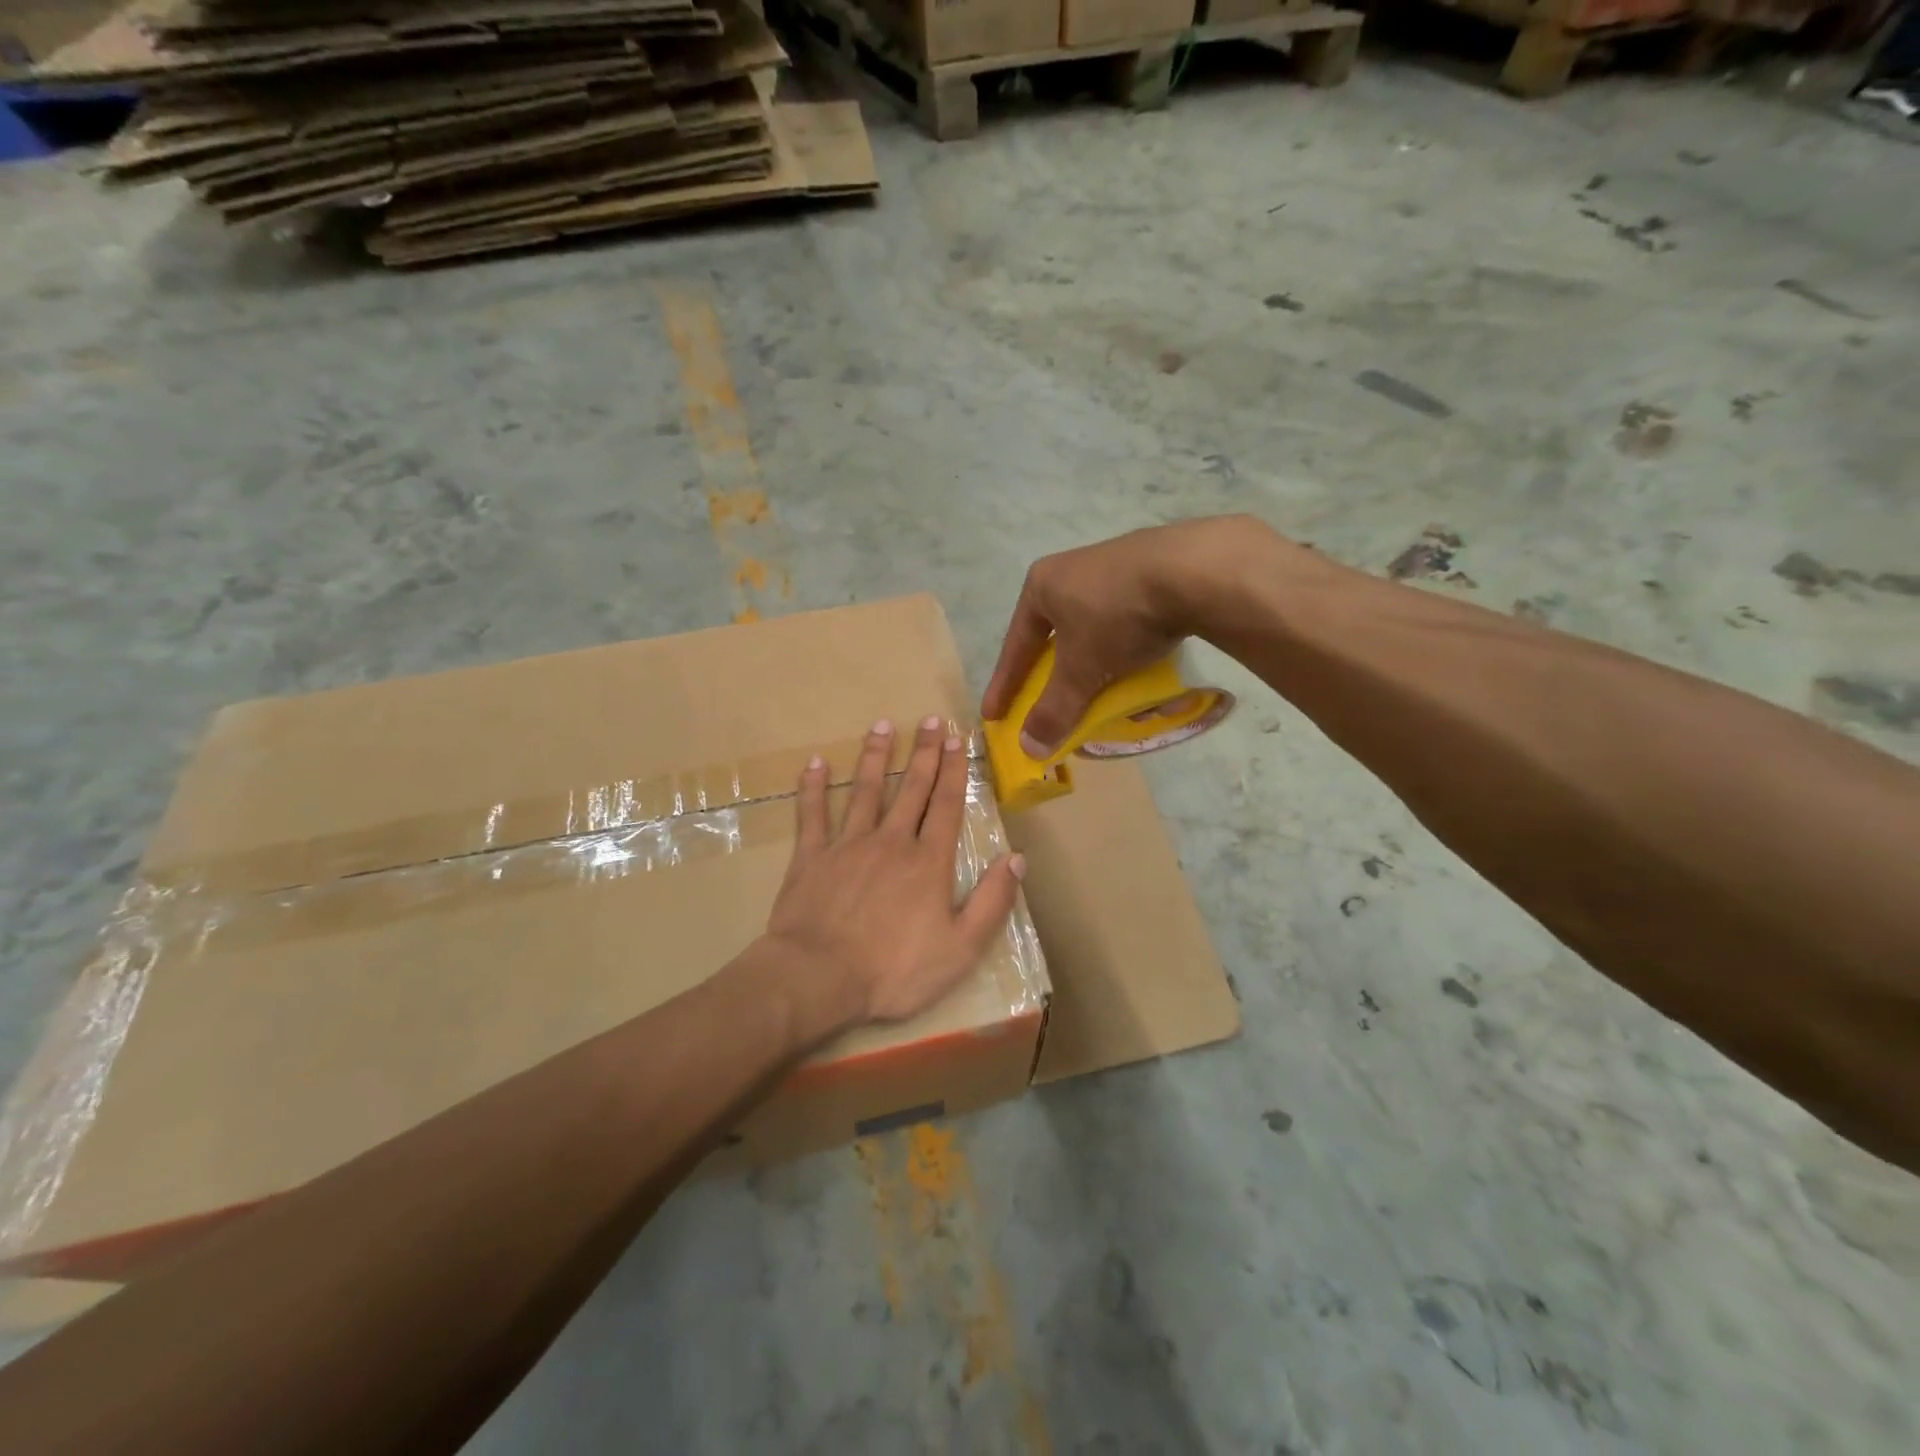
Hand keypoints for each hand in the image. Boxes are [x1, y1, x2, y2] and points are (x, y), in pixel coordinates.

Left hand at [764, 716, 1025, 1026]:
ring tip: (882, 725)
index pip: (947, 806)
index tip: (958, 739)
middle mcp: (891, 842)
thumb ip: (992, 902)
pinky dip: (812, 788)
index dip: (954, 771)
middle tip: (930, 719)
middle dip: (924, 752)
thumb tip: (1016, 858)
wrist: (818, 978)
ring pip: (866, 791)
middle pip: (912, 789)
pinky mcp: (811, 858)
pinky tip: (814, 763)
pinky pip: (812, 815)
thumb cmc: (894, 970)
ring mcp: (848, 845)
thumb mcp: (961, 948)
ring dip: (876, 757)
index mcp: (928, 862)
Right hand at [982, 516, 1281, 754]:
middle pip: (1055, 635)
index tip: (994, 714)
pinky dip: (1128, 645)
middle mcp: (1073, 569)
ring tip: (1101, 686)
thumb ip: (1054, 710)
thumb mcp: (1080, 670)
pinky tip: (1142, 662)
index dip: (1004, 685)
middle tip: (1050, 701)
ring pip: (1094, 626)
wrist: (1193, 571)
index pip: (1015, 646)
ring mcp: (1116, 564)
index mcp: (1043, 585)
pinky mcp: (1154, 568)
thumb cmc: (1117, 617)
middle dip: (1055, 672)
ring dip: (1094, 660)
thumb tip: (1028, 749)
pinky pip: (1129, 617)